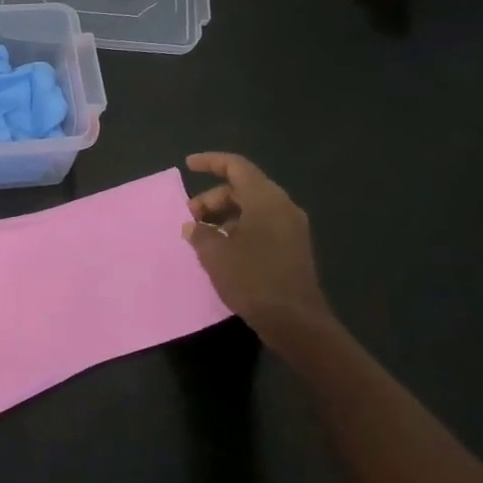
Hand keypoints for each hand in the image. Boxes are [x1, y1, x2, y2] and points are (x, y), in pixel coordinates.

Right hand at [182, 152, 334, 346]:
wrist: (295, 321)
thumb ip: (200, 233)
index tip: (188, 166)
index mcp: (266, 200)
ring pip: (252, 208)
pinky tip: (222, 248)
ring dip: (224, 215)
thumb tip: (193, 226)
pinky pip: (261, 224)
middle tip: (190, 217)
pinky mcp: (292, 247)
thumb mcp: (215, 254)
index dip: (210, 162)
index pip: (237, 167)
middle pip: (243, 188)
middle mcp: (282, 207)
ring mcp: (291, 228)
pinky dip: (239, 228)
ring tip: (202, 234)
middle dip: (213, 197)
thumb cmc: (252, 279)